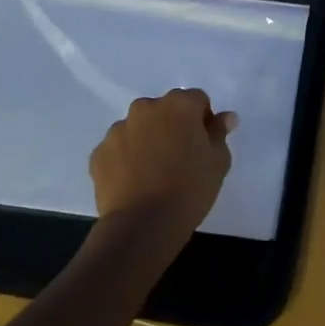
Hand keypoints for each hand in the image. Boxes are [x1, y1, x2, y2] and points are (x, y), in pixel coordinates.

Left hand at [89, 90, 237, 250]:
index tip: (203, 145)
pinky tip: (135, 183)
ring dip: (148, 141)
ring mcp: (118, 130)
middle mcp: (145, 108)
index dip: (203, 120)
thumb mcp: (218, 162)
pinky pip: (118, 150)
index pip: (197, 100)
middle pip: (164, 110)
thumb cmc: (189, 189)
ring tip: (154, 174)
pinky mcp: (99, 153)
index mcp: (178, 105)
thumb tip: (225, 117)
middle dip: (172, 126)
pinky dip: (126, 159)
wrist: (143, 224)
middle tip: (180, 158)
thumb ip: (219, 133)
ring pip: (139, 128)